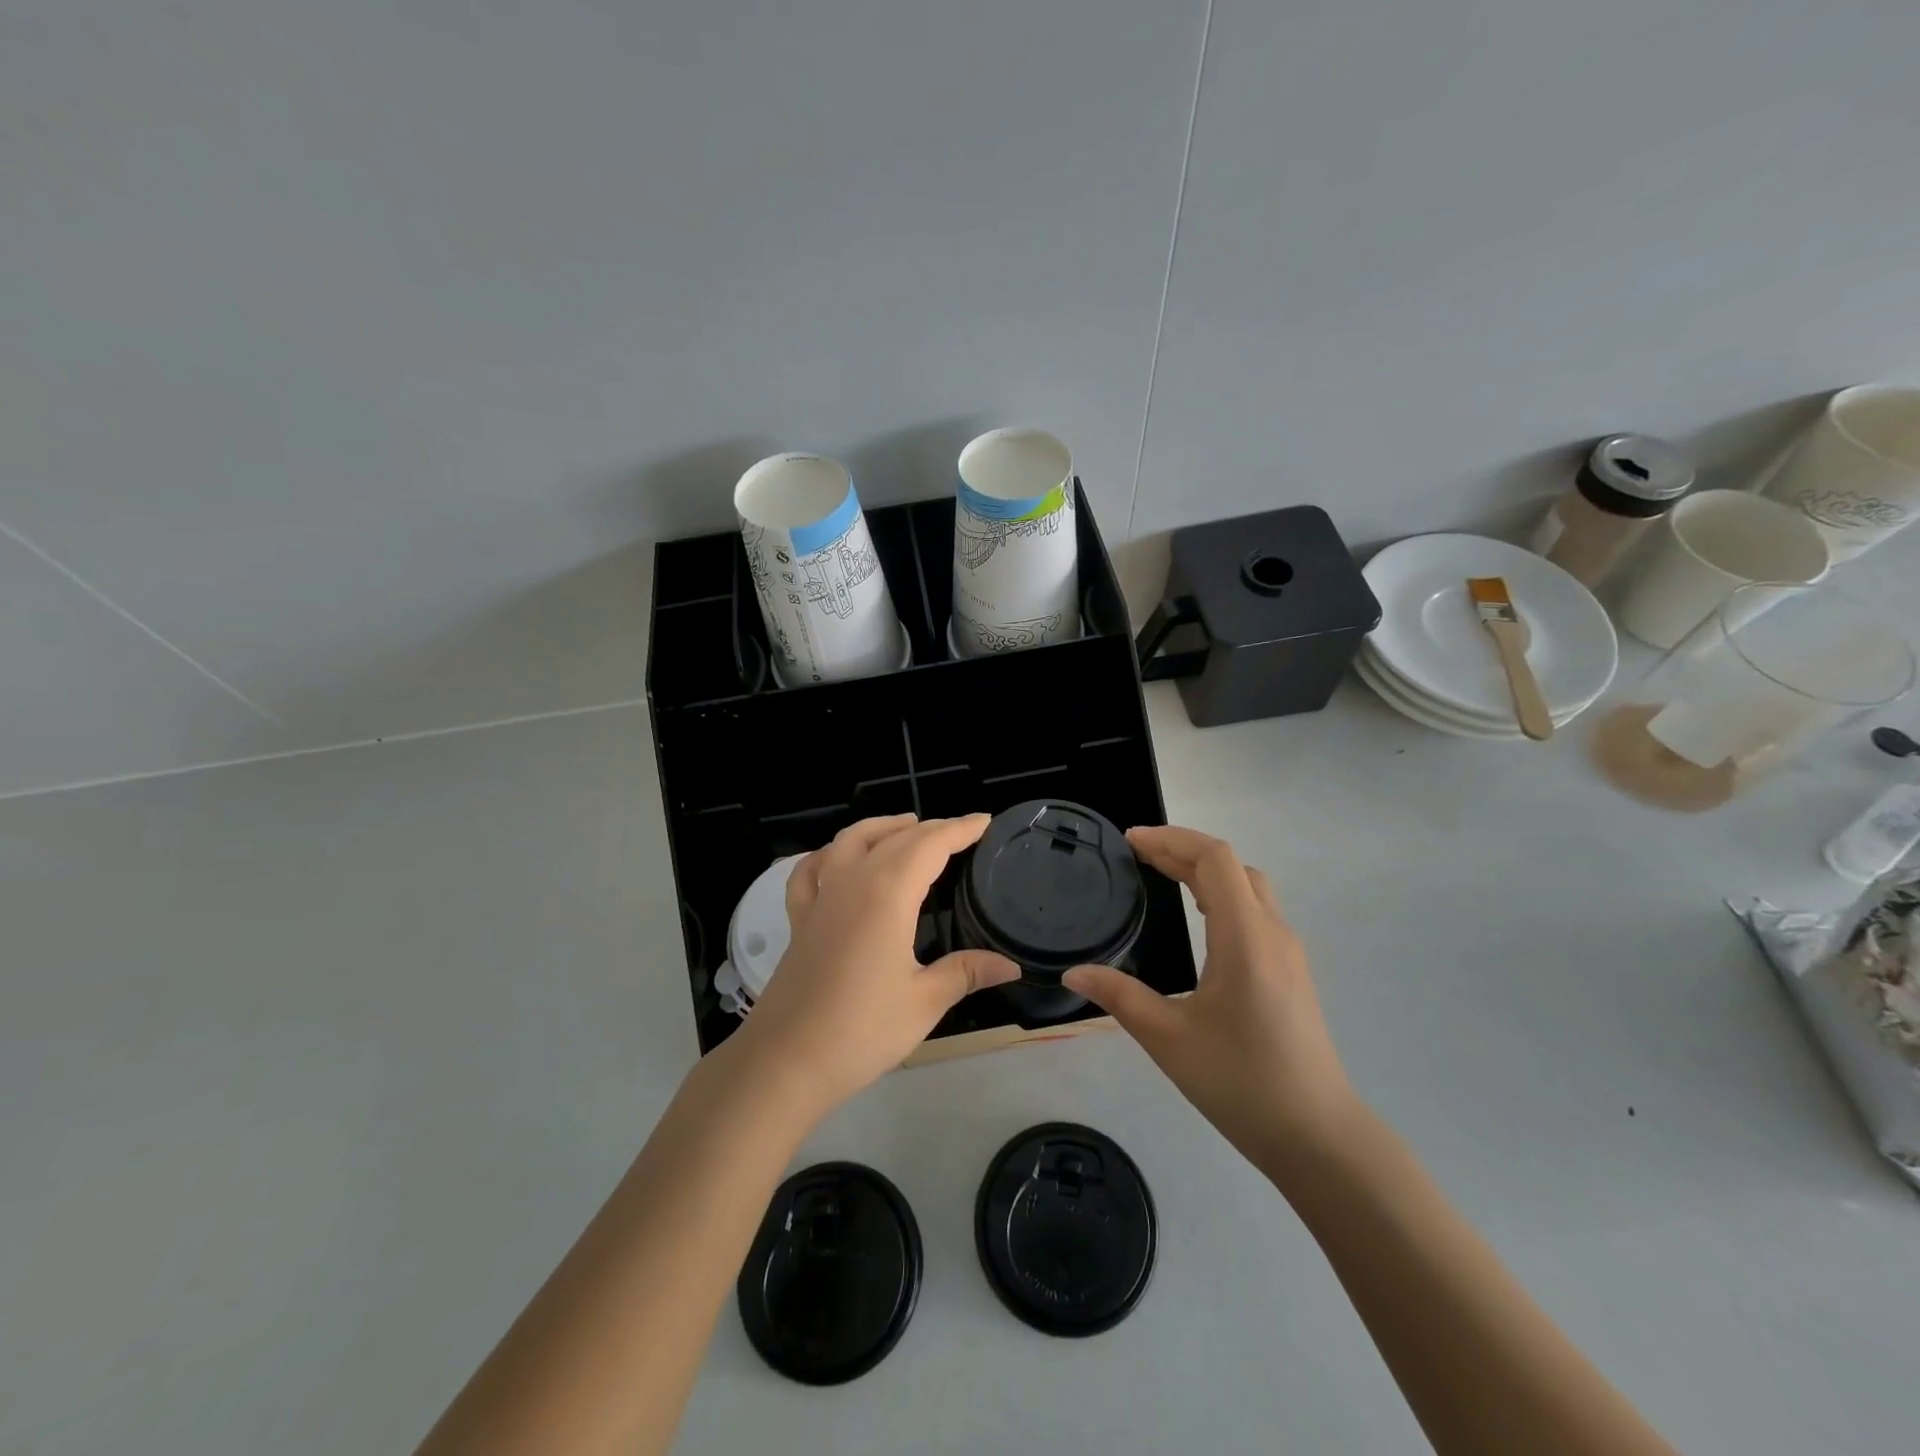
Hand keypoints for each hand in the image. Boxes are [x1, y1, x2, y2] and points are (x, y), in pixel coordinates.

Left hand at [730, 814, 1018, 1114]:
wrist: (785, 1061)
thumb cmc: (861, 1030)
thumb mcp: (924, 1002)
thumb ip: (966, 972)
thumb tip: (1010, 964)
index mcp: (887, 894)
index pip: (930, 846)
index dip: (960, 830)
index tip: (985, 821)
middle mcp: (852, 882)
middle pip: (895, 838)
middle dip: (931, 828)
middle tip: (960, 831)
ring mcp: (820, 898)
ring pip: (850, 841)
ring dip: (882, 827)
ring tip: (907, 827)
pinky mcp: (799, 919)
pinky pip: (811, 870)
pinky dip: (829, 854)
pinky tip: (837, 859)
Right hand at [1063, 826, 1359, 1182]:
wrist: (1318, 1137)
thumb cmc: (1241, 1083)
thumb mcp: (1169, 1039)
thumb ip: (1119, 997)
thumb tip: (1073, 972)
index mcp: (1245, 938)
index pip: (1215, 859)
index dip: (1172, 840)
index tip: (1131, 842)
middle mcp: (1272, 933)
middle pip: (1232, 865)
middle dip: (1183, 850)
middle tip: (1138, 856)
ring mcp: (1288, 953)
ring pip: (1249, 887)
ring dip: (1205, 871)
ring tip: (1162, 875)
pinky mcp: (1291, 972)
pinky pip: (1255, 911)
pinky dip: (1221, 895)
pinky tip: (1198, 918)